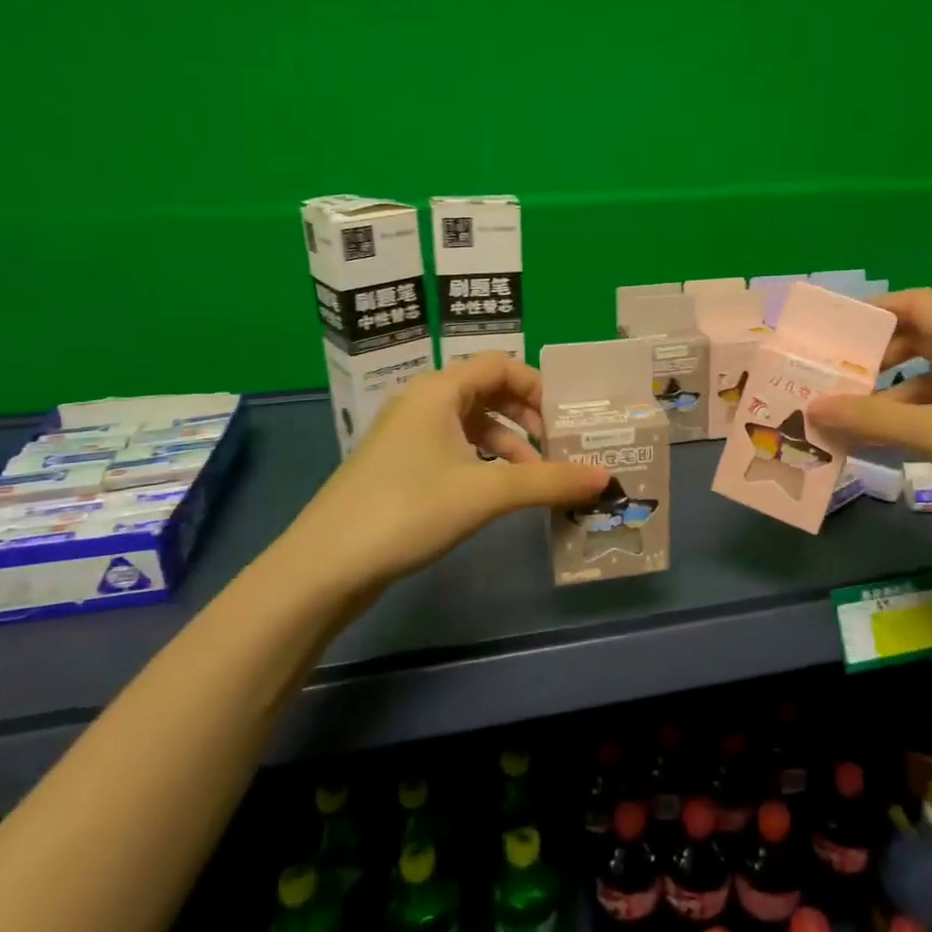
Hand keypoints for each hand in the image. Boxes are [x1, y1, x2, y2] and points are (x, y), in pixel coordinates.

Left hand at [274, 354, 608, 597]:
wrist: (325, 566)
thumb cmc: (407, 511)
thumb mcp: (487, 493)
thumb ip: (549, 481)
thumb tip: (606, 477)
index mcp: (438, 391)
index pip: (499, 365)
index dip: (537, 386)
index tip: (567, 419)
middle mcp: (422, 403)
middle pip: (487, 392)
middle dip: (527, 416)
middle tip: (558, 446)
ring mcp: (407, 437)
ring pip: (471, 424)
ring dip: (508, 443)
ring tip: (535, 477)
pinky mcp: (400, 468)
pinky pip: (454, 449)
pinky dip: (483, 462)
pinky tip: (499, 491)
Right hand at [807, 289, 931, 523]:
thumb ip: (874, 419)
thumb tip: (816, 406)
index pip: (918, 304)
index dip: (878, 308)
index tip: (839, 331)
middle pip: (920, 340)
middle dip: (878, 358)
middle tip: (840, 379)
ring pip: (931, 380)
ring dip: (892, 396)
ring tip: (854, 420)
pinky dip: (915, 420)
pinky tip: (892, 445)